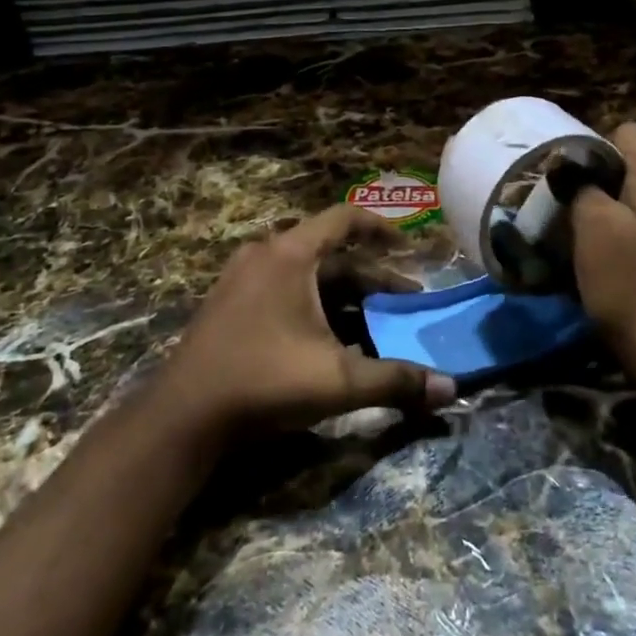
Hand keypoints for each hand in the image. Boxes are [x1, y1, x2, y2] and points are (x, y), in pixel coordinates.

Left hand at [161, 204, 457, 435]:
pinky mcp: (230, 303)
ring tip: (376, 323)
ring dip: (344, 295)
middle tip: (405, 300)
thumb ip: (396, 381)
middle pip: (330, 254)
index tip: (410, 245)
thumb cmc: (265, 381)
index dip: (382, 227)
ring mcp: (243, 278)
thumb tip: (453, 389)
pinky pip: (285, 290)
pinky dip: (316, 306)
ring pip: (308, 276)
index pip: (345, 218)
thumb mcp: (338, 380)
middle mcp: (266, 254)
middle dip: (372, 277)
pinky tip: (333, 340)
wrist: (183, 416)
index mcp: (291, 254)